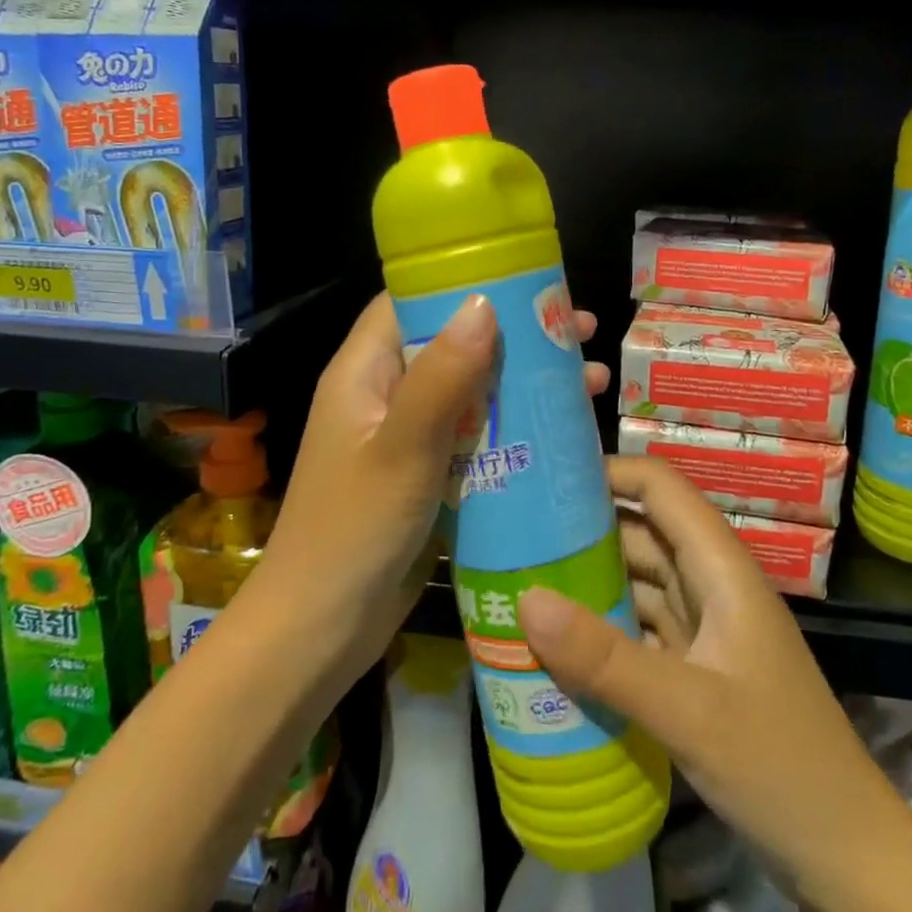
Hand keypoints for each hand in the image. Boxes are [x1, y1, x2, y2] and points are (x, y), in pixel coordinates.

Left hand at [256, 291, 609, 694]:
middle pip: (453, 344)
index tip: (530, 282)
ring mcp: (405, 437)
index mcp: (364, 371)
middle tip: (579, 332)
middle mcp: (384, 393)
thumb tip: (484, 303)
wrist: (321, 630)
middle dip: (514, 336)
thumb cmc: (354, 530)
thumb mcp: (402, 448)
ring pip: (470, 392)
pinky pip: (474, 437)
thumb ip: (442, 377)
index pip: (412, 301)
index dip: (466, 284)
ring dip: (523, 384)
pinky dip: (513, 429)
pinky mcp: (425, 476)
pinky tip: (561, 434)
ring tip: (591, 380)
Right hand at [518, 456, 862, 899]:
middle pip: (641, 533)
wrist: (849, 861)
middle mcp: (710, 586)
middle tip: (511, 535)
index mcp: (721, 568)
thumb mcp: (688, 710)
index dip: (609, 471)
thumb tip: (525, 598)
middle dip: (581, 529)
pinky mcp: (693, 672)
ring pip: (635, 584)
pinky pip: (636, 633)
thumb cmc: (780, 767)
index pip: (661, 488)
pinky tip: (555, 645)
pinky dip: (599, 632)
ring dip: (585, 583)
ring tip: (518, 581)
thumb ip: (605, 657)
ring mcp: (703, 631)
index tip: (545, 479)